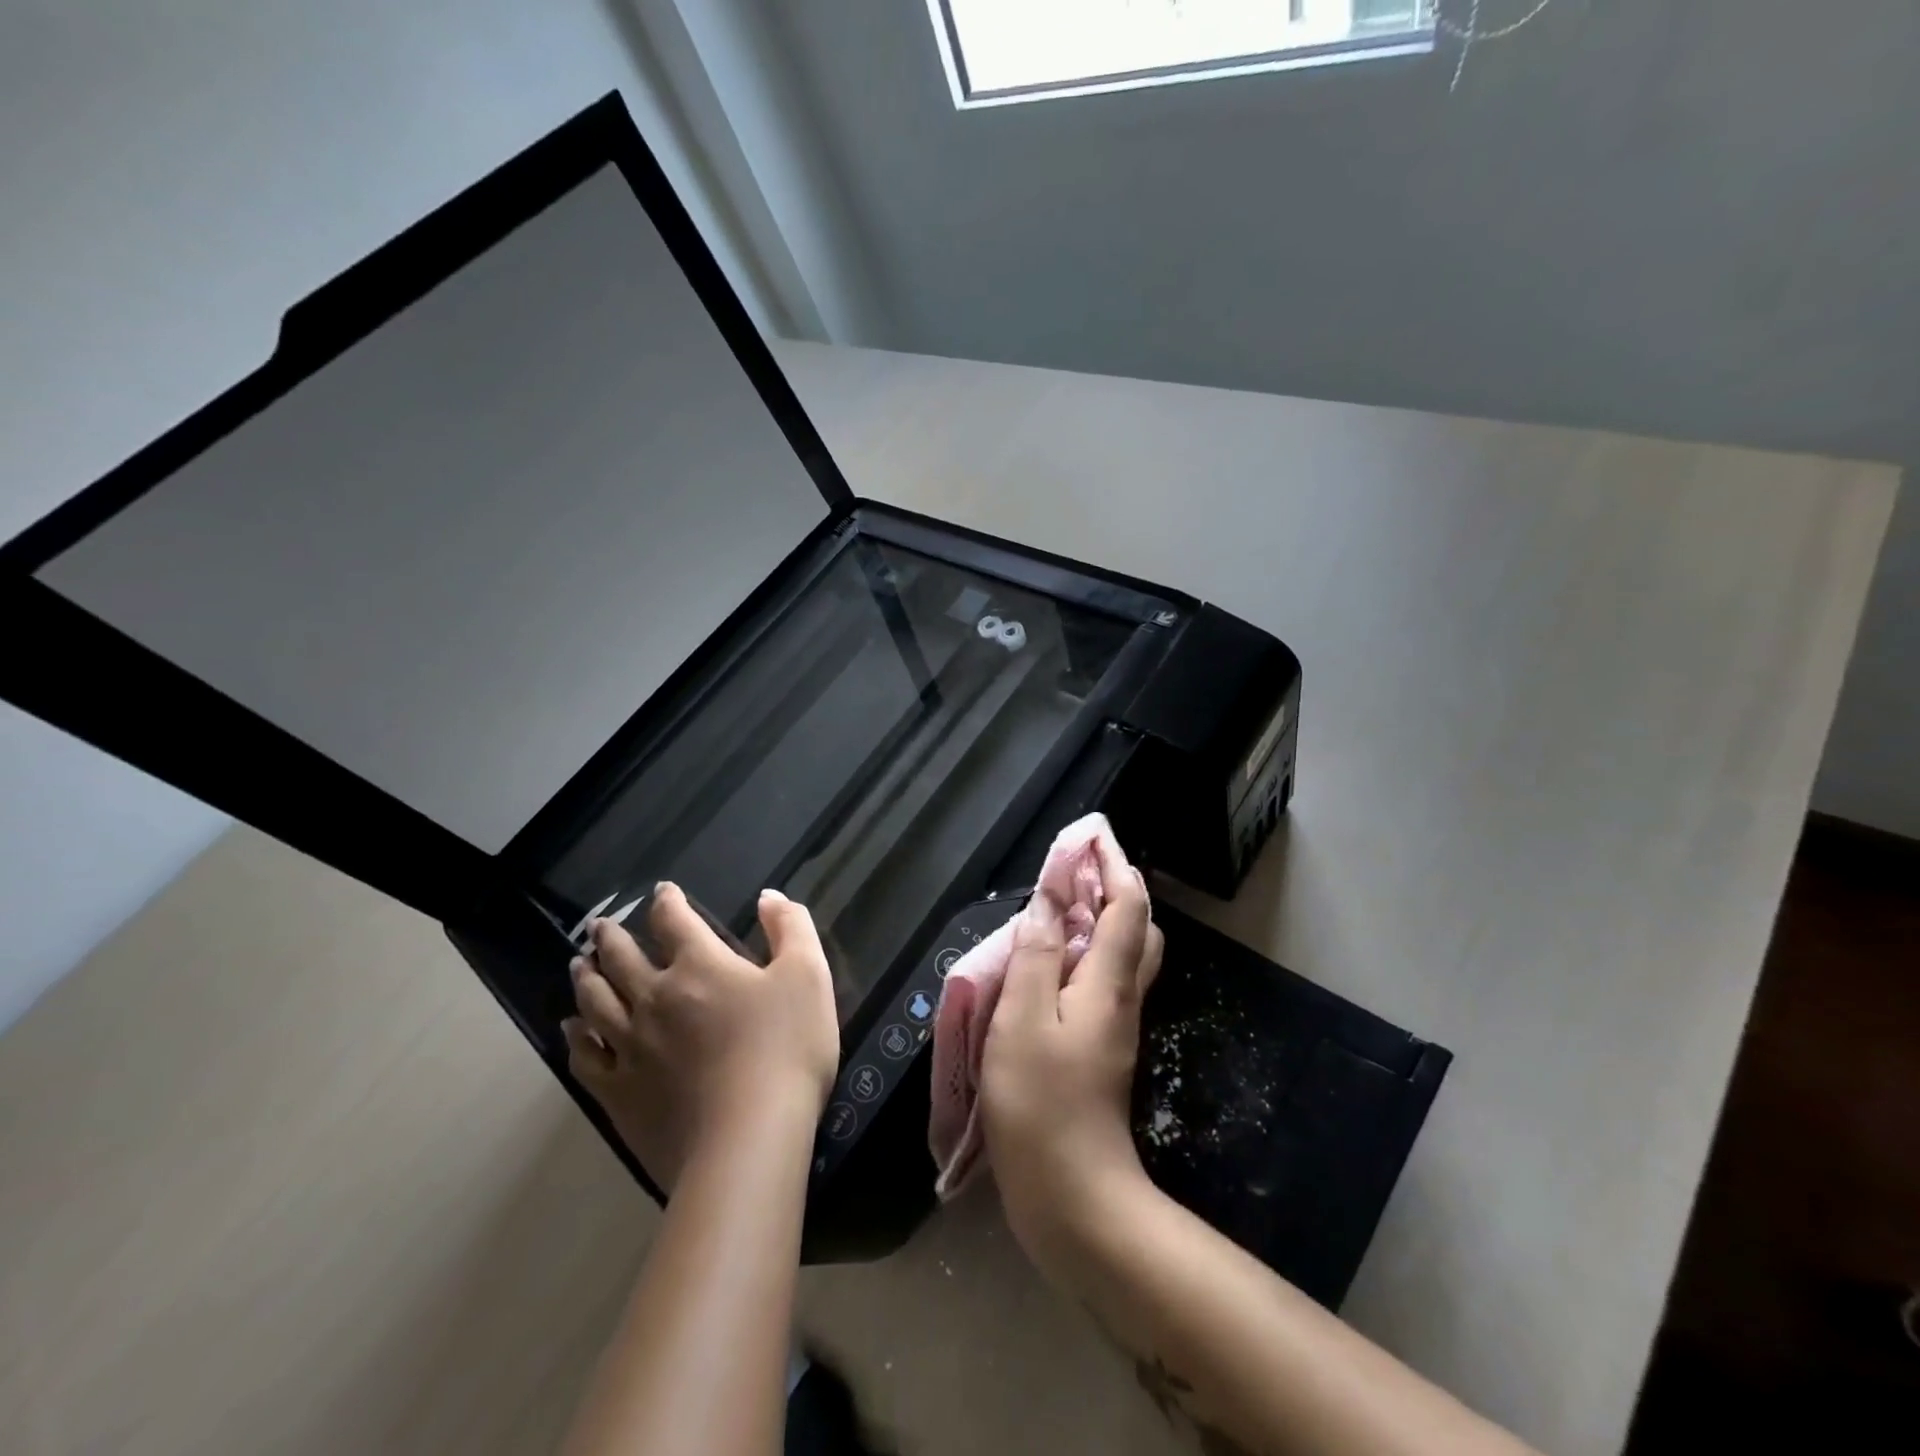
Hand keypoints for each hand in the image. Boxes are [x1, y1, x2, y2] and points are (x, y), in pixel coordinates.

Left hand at [562, 884, 837, 1191]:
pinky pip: (586, 1058)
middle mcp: (655, 997)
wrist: (748, 1137)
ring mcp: (630, 1047)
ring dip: (586, 978)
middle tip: (600, 926)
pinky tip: (572, 1030)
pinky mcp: (619, 1093)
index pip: (675, 921)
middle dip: (612, 937)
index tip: (662, 891)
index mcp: (700, 966)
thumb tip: (768, 896)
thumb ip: (791, 928)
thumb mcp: (808, 975)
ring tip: (578, 964)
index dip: (667, 901)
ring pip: (596, 1002)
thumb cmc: (786, 1048)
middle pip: (622, 958)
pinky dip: (576, 1038)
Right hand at [980, 838, 1163, 1280]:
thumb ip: (1033, 955)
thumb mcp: (1022, 1020)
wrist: (1074, 1196)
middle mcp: (1122, 997)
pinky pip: (1103, 982)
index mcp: (1108, 982)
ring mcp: (1116, 1026)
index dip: (1114, 866)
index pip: (1127, 906)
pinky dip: (1086, 954)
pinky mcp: (1103, 1050)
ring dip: (1101, 920)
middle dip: (1115, 887)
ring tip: (1061, 905)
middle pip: (1136, 928)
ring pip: (1124, 956)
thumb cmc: (1041, 1102)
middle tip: (1076, 867)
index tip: (1092, 835)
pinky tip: (1052, 962)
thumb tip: (1045, 902)